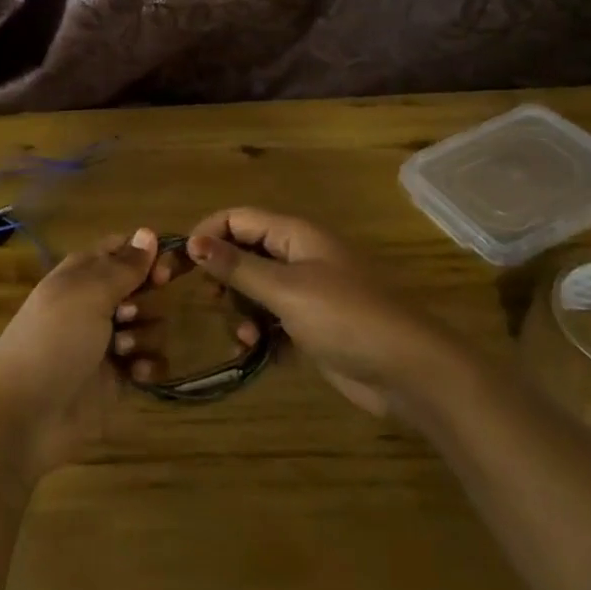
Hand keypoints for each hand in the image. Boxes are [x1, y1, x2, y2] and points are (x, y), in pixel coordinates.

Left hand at [0, 228, 161, 479]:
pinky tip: (135, 375)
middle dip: (147, 299)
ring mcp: (110, 341)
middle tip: (126, 313)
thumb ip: (124, 265)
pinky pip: (151, 361)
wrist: (24, 415)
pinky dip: (148, 365)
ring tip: (120, 351)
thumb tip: (149, 232)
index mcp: (84, 273)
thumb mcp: (87, 293)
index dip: (148, 255)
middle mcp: (98, 302)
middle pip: (145, 286)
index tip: (162, 270)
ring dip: (144, 335)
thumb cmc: (53, 340)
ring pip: (152, 323)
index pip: (125, 249)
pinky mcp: (120, 378)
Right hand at [184, 208, 450, 417]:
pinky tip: (259, 353)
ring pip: (256, 290)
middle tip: (213, 302)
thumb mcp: (286, 289)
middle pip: (245, 253)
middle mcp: (299, 256)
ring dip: (242, 311)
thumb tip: (194, 242)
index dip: (208, 234)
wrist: (408, 370)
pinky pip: (272, 320)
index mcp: (295, 234)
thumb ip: (238, 266)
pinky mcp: (312, 325)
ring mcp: (307, 291)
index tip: (182, 264)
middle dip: (224, 277)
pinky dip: (261, 333)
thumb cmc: (345, 317)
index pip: (238, 218)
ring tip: (245, 336)